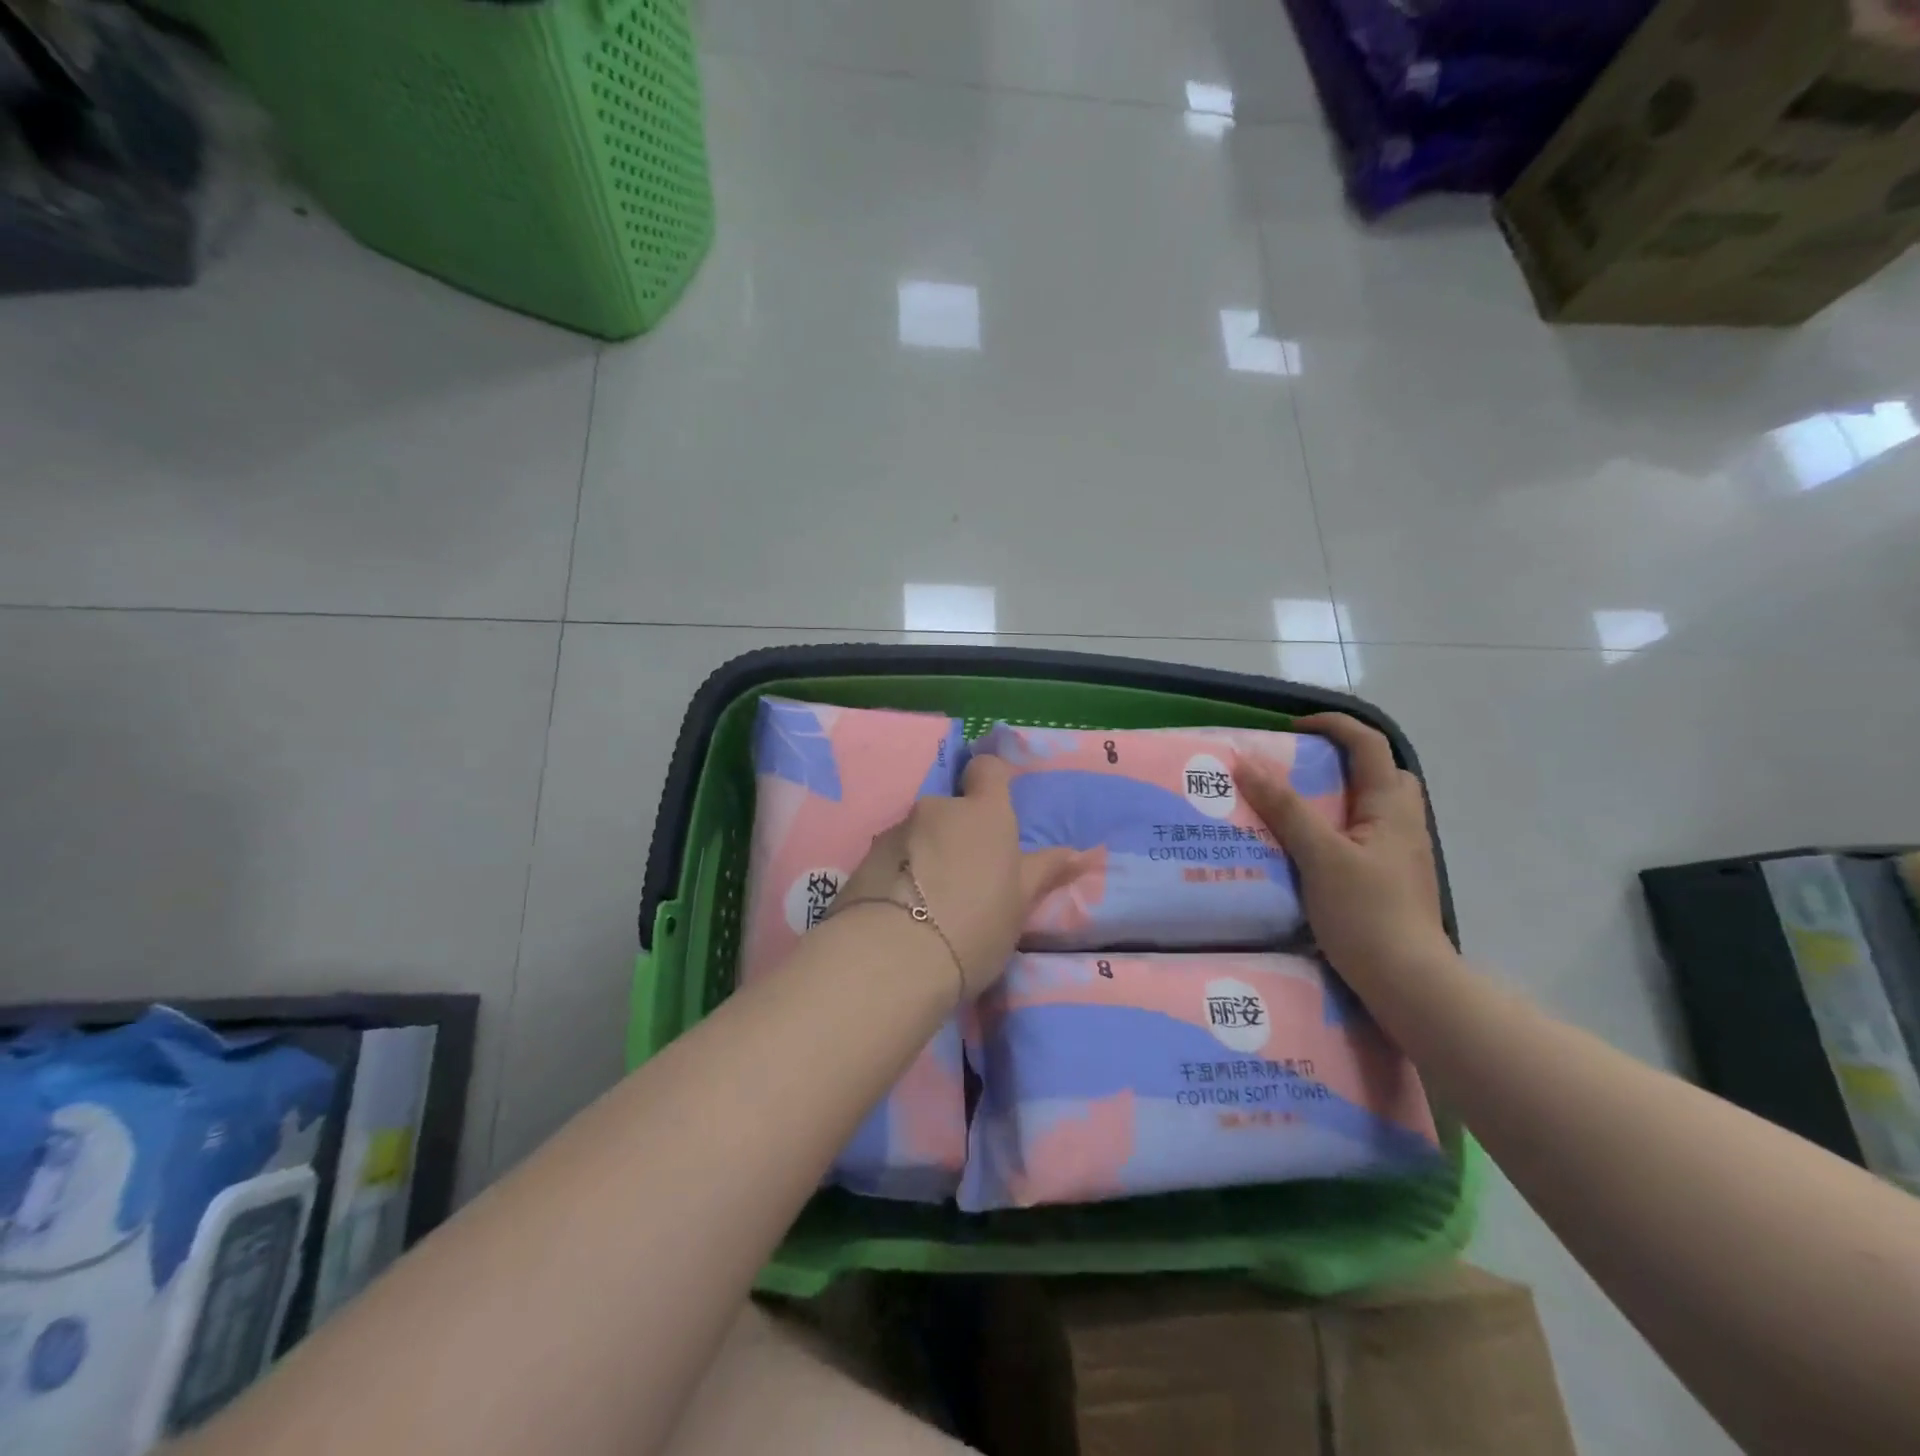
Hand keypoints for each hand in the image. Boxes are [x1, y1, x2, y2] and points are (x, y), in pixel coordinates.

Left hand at [837, 754, 1080, 996]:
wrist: (890, 958)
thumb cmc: (972, 927)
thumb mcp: (1019, 905)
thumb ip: (1044, 871)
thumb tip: (1080, 852)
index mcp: (983, 814)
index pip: (987, 768)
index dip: (991, 781)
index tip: (994, 808)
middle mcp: (936, 809)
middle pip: (950, 809)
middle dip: (956, 834)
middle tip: (965, 880)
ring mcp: (895, 831)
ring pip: (918, 835)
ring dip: (926, 856)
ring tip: (928, 906)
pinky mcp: (863, 859)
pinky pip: (891, 858)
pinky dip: (899, 875)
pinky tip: (900, 915)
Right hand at [1237, 713, 1452, 985]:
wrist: (1409, 983)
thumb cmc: (1366, 913)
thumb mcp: (1320, 856)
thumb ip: (1285, 809)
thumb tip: (1246, 764)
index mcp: (1391, 806)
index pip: (1369, 744)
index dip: (1333, 725)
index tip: (1291, 729)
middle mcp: (1402, 823)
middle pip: (1379, 772)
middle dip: (1339, 760)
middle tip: (1296, 770)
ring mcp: (1400, 854)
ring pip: (1370, 807)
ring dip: (1335, 796)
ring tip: (1292, 809)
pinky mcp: (1389, 879)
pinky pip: (1362, 836)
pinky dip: (1334, 828)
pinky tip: (1306, 850)